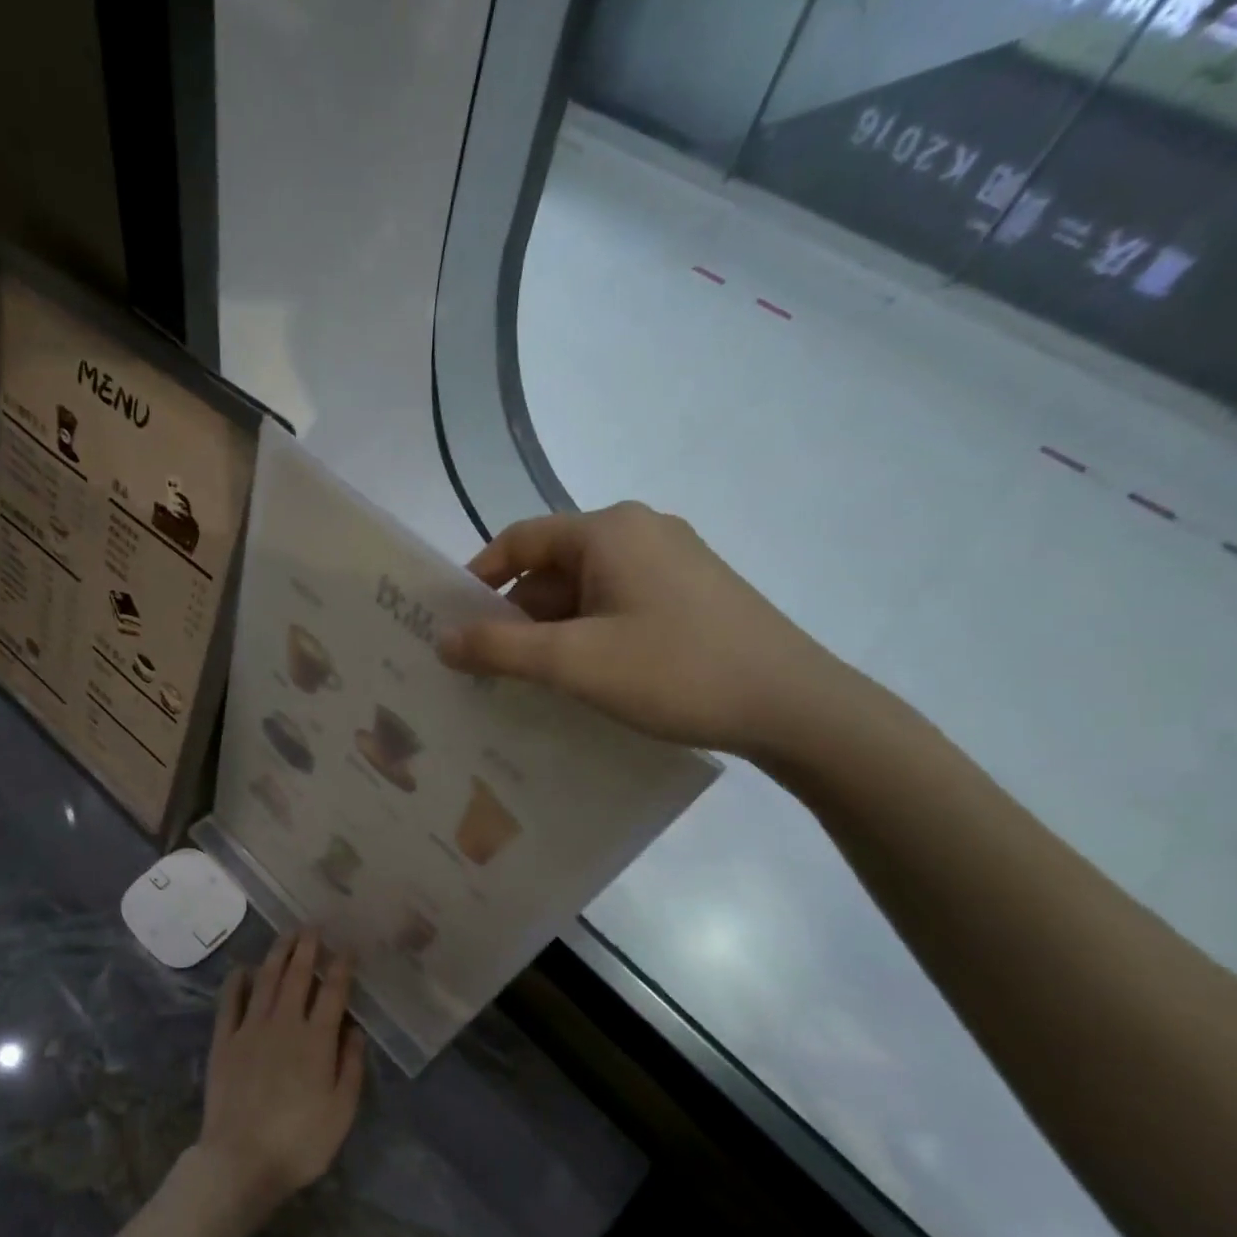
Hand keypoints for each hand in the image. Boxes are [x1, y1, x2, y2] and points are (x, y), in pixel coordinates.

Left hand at [192, 931, 363, 1227]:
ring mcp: (250, 1029)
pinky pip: (230, 1002)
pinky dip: (236, 982)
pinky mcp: (224, 1041)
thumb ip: (351, 1066)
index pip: (332, 992)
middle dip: (306, 948)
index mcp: (316, 1039)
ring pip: (265, 980)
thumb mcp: (341, 1111)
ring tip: (286, 935)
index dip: (341, 967)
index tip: (347, 948)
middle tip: (312, 926)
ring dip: (277, 954)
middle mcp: (284, 1023)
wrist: (240, 1162)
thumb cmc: (299, 1142)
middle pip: (296, 976)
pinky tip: (242, 969)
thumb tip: (355, 1030)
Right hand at [436, 502, 861, 759]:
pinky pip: (618, 604)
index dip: (479, 578)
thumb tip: (442, 639)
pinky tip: (585, 677)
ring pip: (586, 589)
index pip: (520, 539)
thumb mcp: (573, 662)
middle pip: (553, 566)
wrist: (794, 705)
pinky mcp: (692, 593)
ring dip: (552, 630)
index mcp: (609, 530)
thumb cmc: (674, 671)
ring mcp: (673, 561)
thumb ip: (499, 648)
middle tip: (488, 665)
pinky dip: (589, 634)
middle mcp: (640, 532)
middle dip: (516, 614)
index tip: (454, 623)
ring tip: (531, 680)